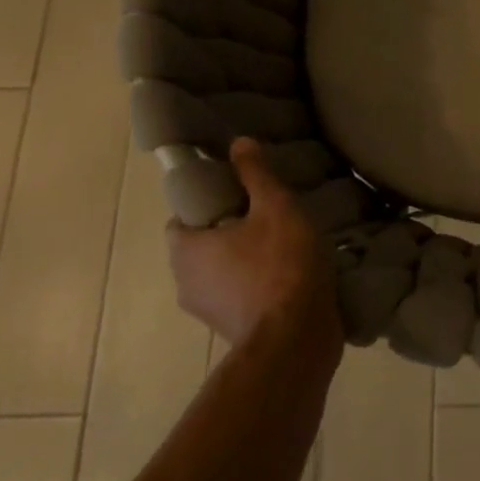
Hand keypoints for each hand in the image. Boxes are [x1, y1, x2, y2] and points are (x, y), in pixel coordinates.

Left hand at [165, 138, 341, 358]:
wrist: (297, 338)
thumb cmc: (280, 265)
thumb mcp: (275, 208)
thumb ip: (255, 175)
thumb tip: (238, 142)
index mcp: (186, 249)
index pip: (182, 217)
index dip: (207, 202)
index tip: (239, 195)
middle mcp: (185, 282)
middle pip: (202, 245)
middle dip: (230, 229)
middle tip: (267, 214)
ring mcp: (207, 311)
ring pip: (221, 272)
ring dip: (244, 258)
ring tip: (284, 243)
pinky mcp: (232, 329)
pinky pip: (238, 294)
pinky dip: (256, 283)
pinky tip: (289, 272)